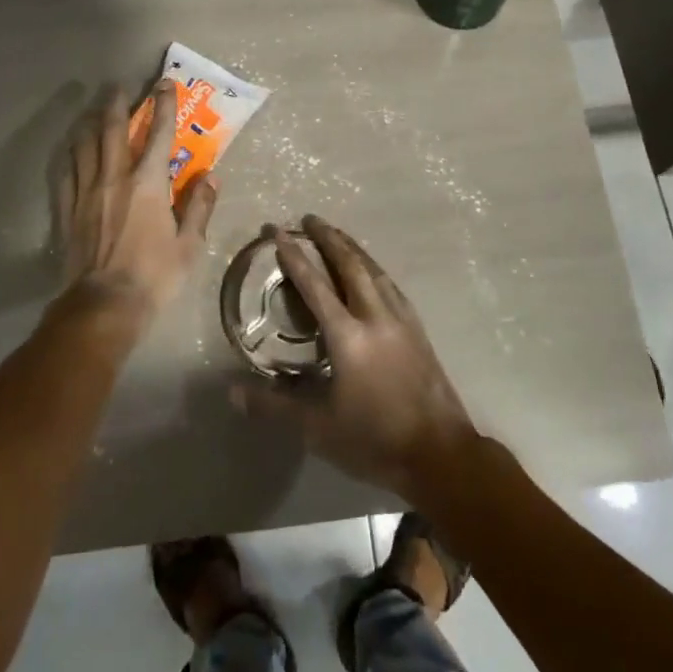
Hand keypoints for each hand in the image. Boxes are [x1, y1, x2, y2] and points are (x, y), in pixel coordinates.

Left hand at [54, 81, 217, 322]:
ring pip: (84, 146)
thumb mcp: (189, 245)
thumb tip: (211, 176)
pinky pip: (66, 172)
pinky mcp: (68, 210)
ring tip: (93, 112)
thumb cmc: (154, 275)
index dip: (163, 105)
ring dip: (89, 123)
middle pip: (111, 130)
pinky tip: (72, 150)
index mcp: (148, 184)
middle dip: (117, 103)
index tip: (164, 84)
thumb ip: (200, 207)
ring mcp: (86, 192)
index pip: (158, 134)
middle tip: (118, 86)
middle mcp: (115, 178)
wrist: (104, 304)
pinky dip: (70, 155)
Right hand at [239, 215, 476, 502]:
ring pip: (374, 270)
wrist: (440, 453)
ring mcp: (401, 320)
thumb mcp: (317, 428)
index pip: (314, 284)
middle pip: (350, 264)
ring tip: (337, 234)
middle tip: (310, 218)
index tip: (277, 231)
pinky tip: (373, 272)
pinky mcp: (418, 330)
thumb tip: (232, 392)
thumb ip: (274, 405)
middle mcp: (375, 316)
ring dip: (353, 248)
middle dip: (328, 238)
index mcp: (347, 335)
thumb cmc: (374, 440)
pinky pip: (392, 286)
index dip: (293, 255)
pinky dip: (375, 269)